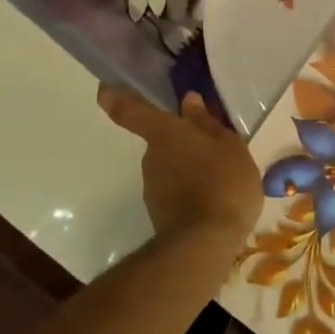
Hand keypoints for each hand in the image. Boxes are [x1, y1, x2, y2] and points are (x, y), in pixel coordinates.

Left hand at [98, 86, 262, 243]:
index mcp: (165, 133)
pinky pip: (175, 192)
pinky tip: (213, 201)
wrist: (205, 243)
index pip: (131, 111)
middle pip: (162, 141)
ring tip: (221, 180)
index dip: (116, 98)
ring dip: (189, 170)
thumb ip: (207, 123)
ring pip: (170, 168)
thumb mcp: (229, 147)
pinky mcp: (159, 213)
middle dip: (181, 143)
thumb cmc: (222, 183)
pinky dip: (190, 192)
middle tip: (212, 150)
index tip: (104, 90)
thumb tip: (189, 102)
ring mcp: (152, 187)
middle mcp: (151, 157)